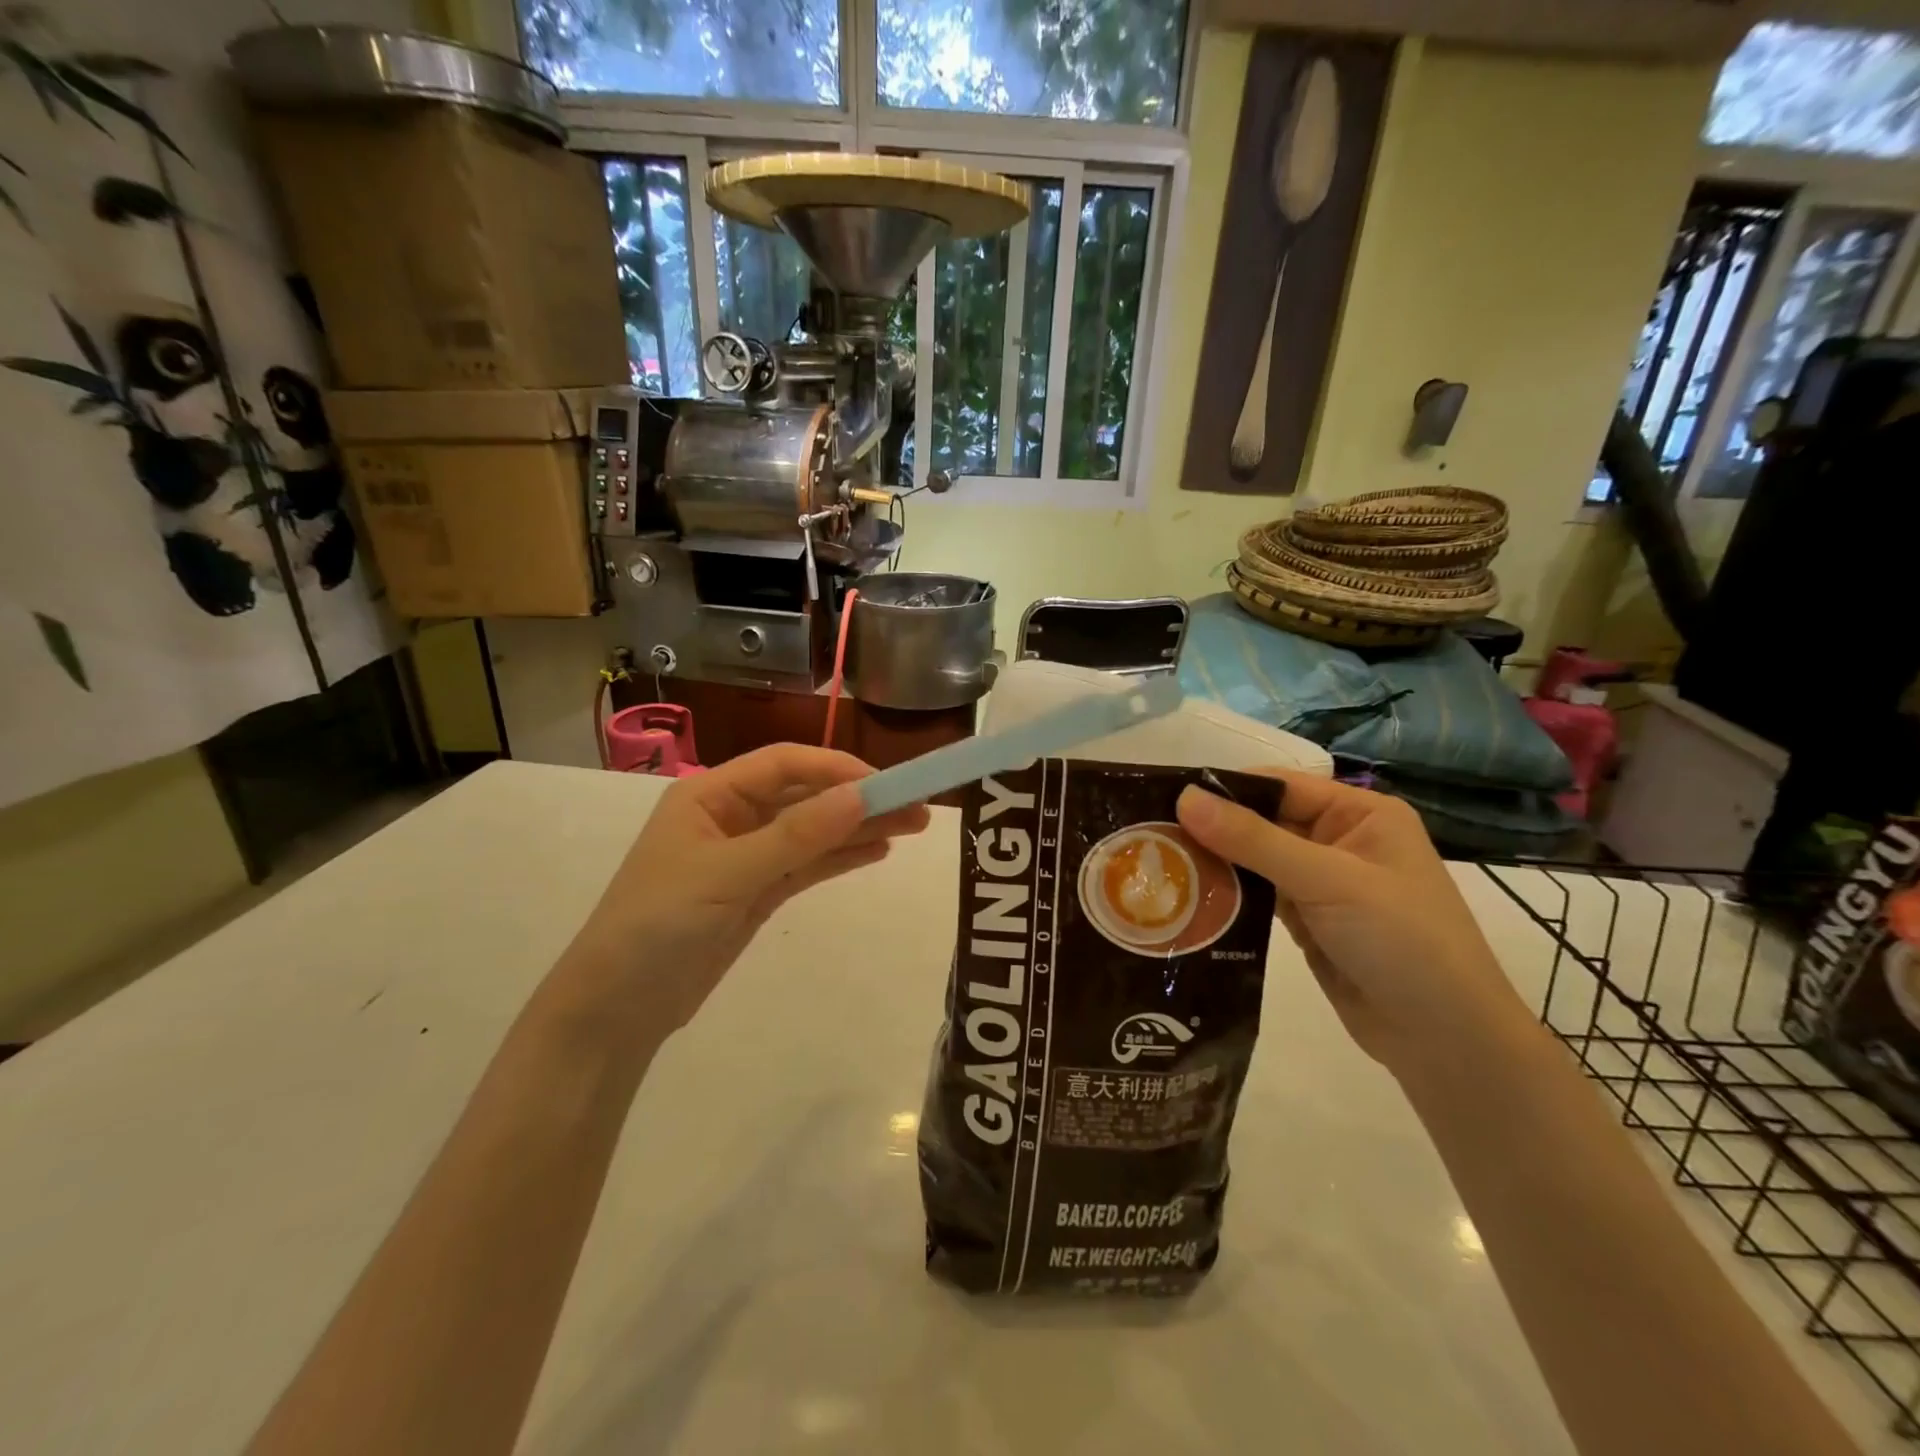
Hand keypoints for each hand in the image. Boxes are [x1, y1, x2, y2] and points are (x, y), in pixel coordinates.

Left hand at [563, 745, 929, 1039]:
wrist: (615, 1010)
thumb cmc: (657, 925)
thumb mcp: (726, 874)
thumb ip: (796, 836)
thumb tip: (861, 795)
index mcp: (710, 795)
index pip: (784, 764)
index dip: (837, 768)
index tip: (887, 784)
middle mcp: (731, 817)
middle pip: (805, 797)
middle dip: (859, 800)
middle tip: (918, 807)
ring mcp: (747, 857)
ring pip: (813, 832)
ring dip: (859, 828)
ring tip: (912, 828)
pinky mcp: (758, 893)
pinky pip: (807, 866)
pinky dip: (841, 858)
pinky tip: (878, 852)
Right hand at [1176, 771, 1534, 1084]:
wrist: (1446, 1041)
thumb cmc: (1402, 941)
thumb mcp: (1328, 880)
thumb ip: (1254, 839)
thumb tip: (1185, 797)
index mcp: (1359, 814)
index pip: (1279, 786)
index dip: (1225, 789)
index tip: (1164, 798)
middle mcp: (1339, 840)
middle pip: (1262, 821)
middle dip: (1213, 829)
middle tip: (1149, 835)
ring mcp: (1322, 883)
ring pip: (1255, 860)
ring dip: (1216, 863)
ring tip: (1157, 864)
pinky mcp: (1307, 921)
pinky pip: (1258, 895)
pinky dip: (1228, 895)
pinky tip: (1188, 897)